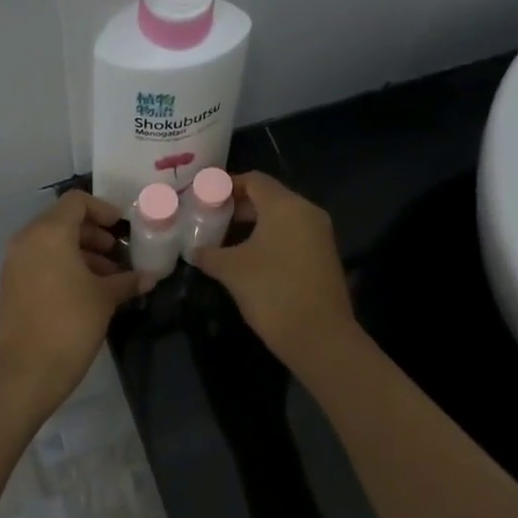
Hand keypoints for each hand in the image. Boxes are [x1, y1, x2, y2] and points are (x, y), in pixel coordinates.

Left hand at [0, 191, 150, 416]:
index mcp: (49, 233)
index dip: (103, 209)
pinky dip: (63, 267)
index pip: (77, 202)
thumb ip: (127, 280)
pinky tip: (87, 291)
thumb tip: (149, 277)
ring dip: (81, 253)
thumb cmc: (70, 324)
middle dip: (94, 234)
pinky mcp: (11, 285)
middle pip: (63, 221)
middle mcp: (27, 240)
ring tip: (108, 278)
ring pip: (51, 243)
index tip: (123, 228)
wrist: (26, 371)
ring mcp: (15, 263)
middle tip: (118, 254)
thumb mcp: (105, 298)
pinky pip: (40, 262)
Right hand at [192, 172, 356, 366]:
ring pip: (280, 218)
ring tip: (223, 241)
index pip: (253, 180)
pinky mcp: (323, 257)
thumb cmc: (272, 292)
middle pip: (268, 197)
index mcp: (286, 206)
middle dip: (237, 207)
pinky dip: (268, 240)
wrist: (319, 337)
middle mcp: (307, 212)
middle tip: (208, 220)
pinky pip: (291, 236)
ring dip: (252, 225)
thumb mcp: (232, 270)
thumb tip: (194, 250)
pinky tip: (247, 259)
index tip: (202, 198)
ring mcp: (319, 235)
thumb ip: (209, 253)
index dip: (226, 185)